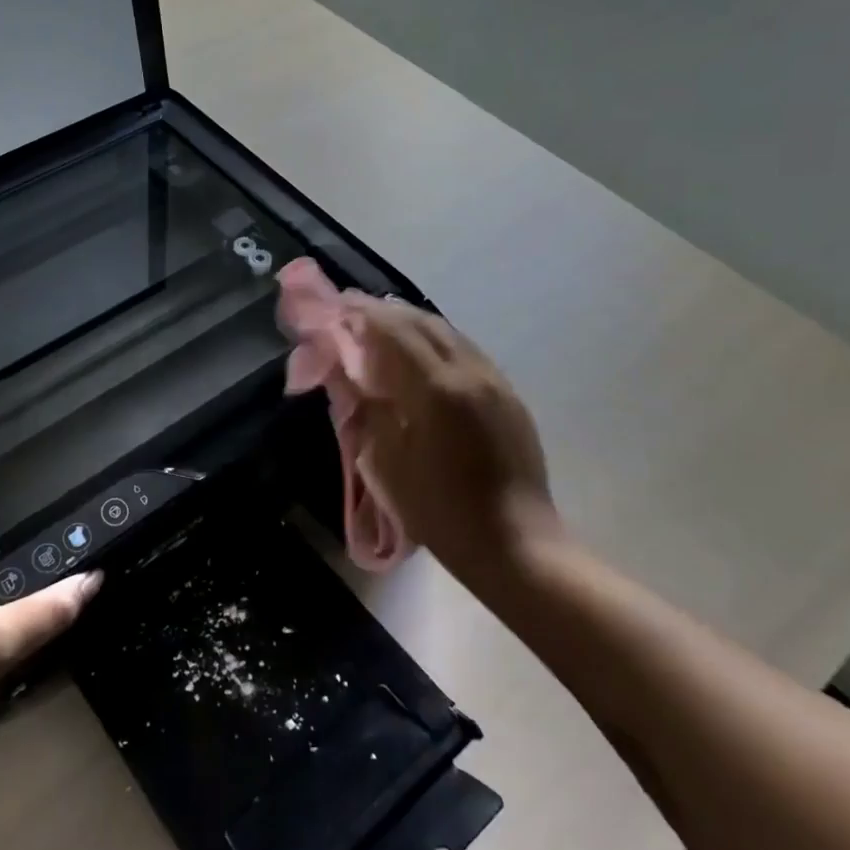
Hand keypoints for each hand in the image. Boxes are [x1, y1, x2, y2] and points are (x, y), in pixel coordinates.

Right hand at [341, 295, 560, 585]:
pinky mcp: (508, 396)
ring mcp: (495, 382)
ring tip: (382, 325)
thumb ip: (369, 409)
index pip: (393, 331)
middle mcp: (470, 373)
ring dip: (412, 323)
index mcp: (437, 389)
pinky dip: (436, 342)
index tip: (335, 305)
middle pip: (423, 323)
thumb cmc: (441, 512)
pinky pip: (466, 352)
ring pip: (449, 333)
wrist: (514, 543)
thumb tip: (350, 372)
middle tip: (352, 309)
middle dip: (385, 312)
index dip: (361, 314)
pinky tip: (421, 353)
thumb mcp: (388, 463)